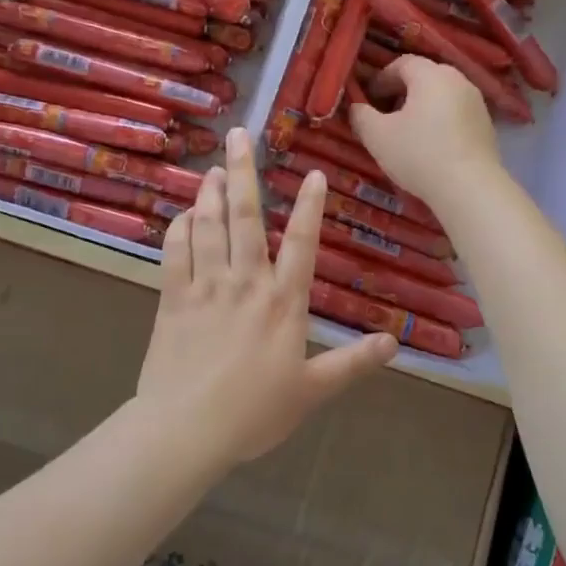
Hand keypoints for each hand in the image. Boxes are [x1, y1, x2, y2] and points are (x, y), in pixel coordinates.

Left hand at [138, 127, 395, 465]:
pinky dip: (179, 228)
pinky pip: (174, 251)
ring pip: (207, 225)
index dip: (310, 206)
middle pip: (244, 216)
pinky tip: (183, 213)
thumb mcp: (311, 391)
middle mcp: (245, 282)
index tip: (313, 173)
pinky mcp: (172, 297)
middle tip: (239, 136)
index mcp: (283, 302)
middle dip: (242, 172)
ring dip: (209, 192)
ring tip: (212, 167)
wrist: (185, 430)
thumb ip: (352, 363)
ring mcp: (205, 286)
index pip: (302, 243)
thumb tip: (394, 343)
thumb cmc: (253, 412)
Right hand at [349, 55, 501, 209]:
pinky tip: (431, 145)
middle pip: (425, 76)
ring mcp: (477, 103)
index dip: (381, 78)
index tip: (368, 99)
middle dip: (402, 91)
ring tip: (407, 131)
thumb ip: (361, 115)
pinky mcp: (487, 125)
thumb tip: (356, 107)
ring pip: (442, 95)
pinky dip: (440, 120)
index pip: (402, 63)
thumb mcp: (377, 136)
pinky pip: (456, 113)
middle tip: (385, 113)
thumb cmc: (419, 155)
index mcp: (431, 75)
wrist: (470, 189)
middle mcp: (458, 80)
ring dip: (422, 106)